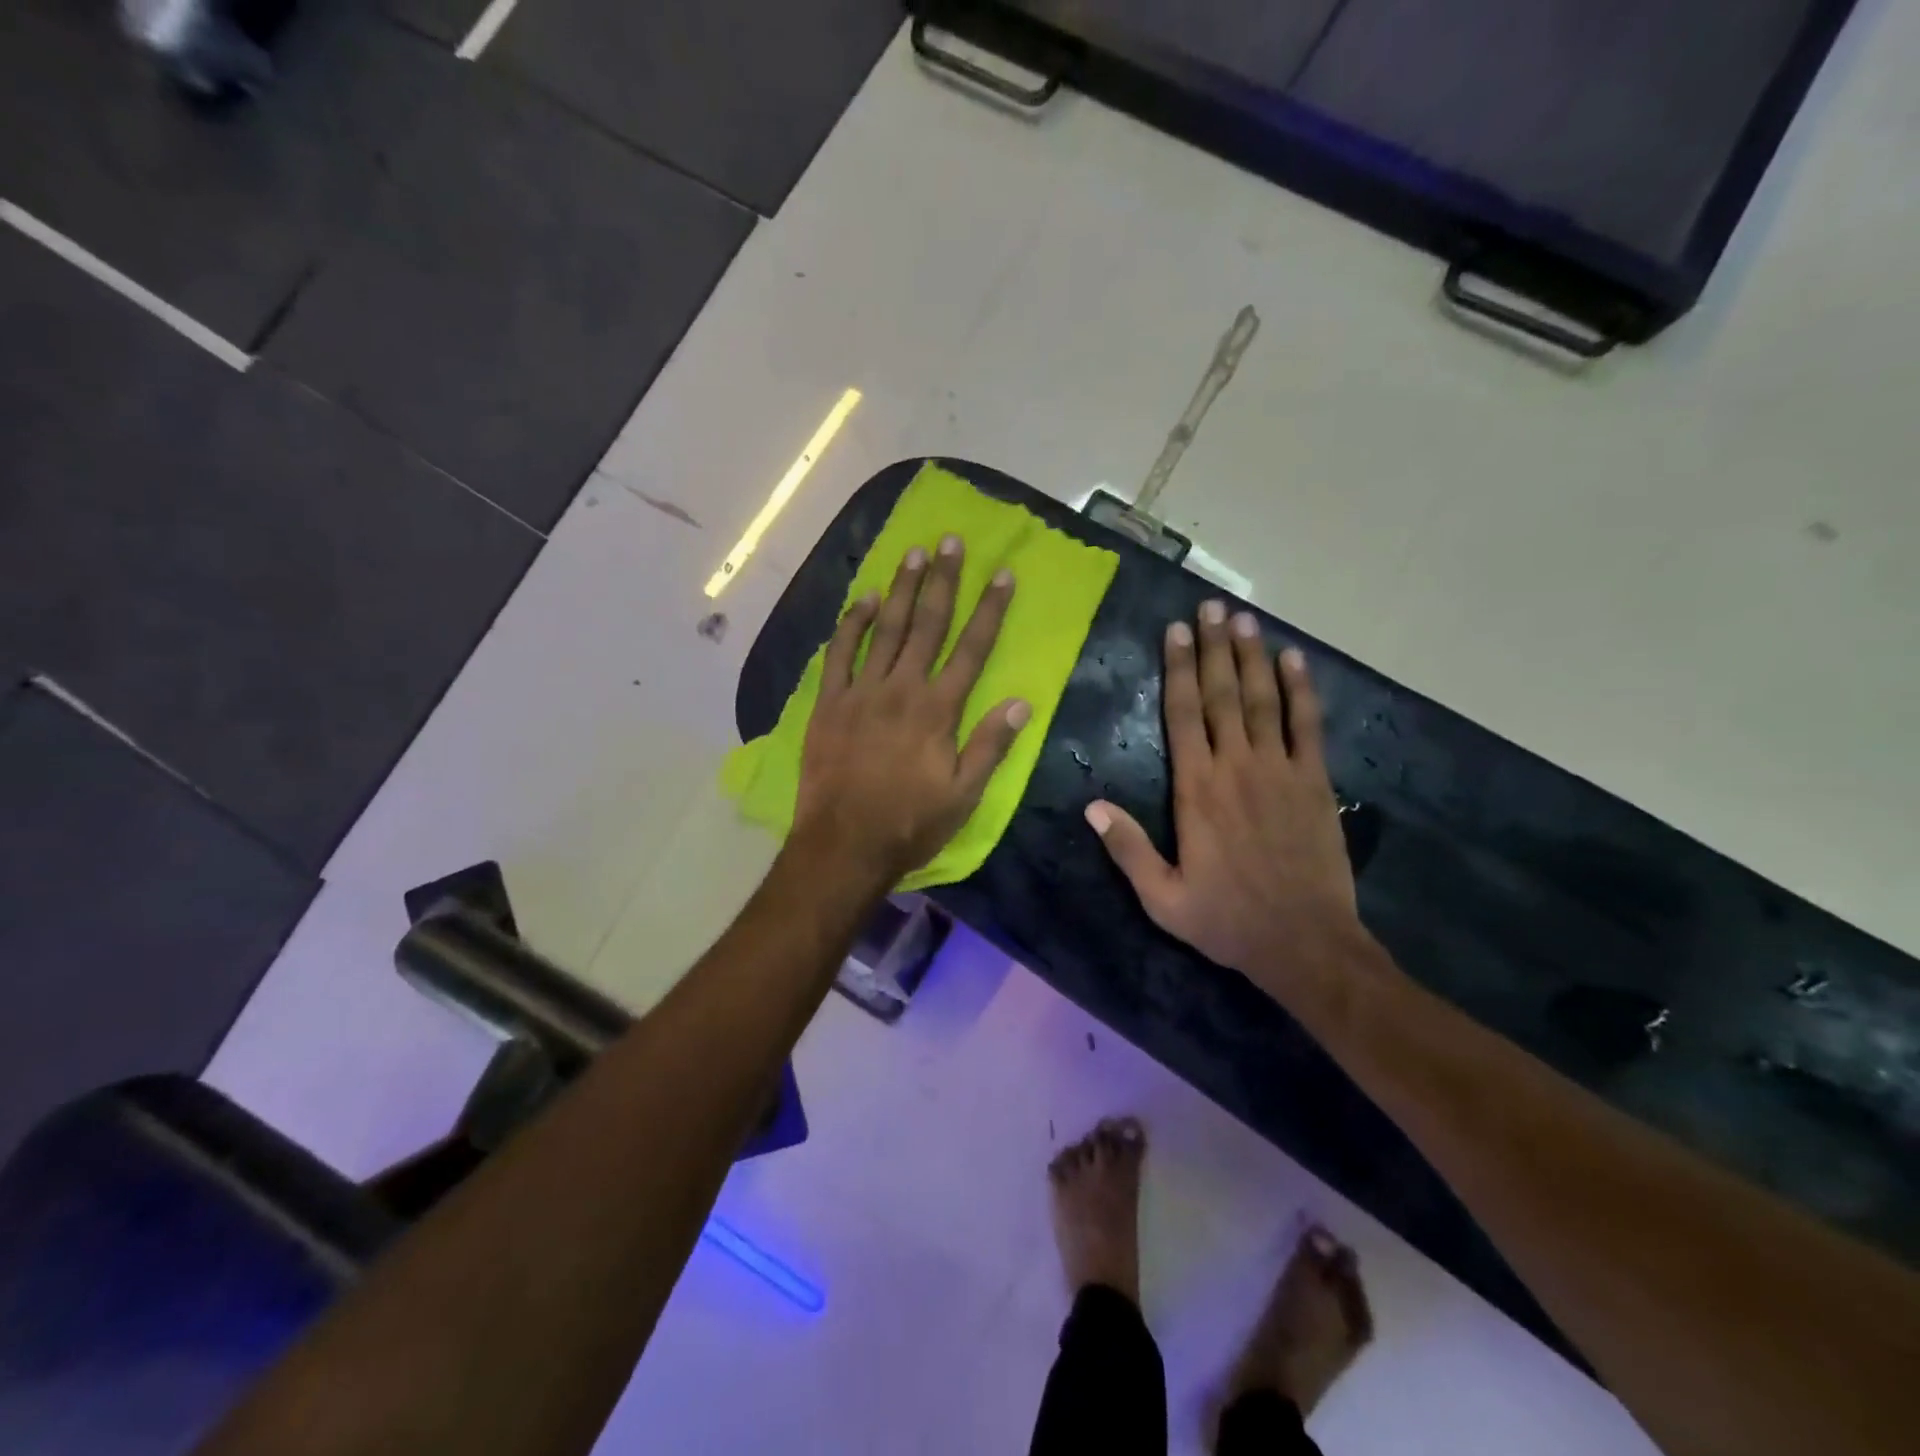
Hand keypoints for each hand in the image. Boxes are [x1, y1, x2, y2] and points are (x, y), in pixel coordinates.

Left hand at [794, 534, 1030, 885]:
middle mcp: (902, 689)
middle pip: (928, 625)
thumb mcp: (964, 795)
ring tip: (914, 554)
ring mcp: (861, 692)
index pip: (972, 648)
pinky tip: (864, 599)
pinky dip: (851, 624)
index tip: (1002, 574)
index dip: (989, 609)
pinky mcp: (829, 704)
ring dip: (902, 590)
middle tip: (951, 541)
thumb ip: (991, 745)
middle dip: (944, 581)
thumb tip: (1022, 701)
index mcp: (939, 710)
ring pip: (886, 630)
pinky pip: (839, 654)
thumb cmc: (910, 823)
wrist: (844, 845)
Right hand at [1085, 601, 1360, 993]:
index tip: (1175, 631)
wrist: (1305, 943)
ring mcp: (1280, 771)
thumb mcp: (1162, 898)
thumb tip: (1090, 806)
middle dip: (1213, 647)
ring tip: (1243, 619)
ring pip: (1262, 700)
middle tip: (1209, 606)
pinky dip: (1301, 690)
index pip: (1183, 716)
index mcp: (1196, 791)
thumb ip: (1127, 849)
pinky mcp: (1314, 782)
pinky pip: (1307, 725)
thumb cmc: (1227, 920)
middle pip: (1221, 695)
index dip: (1178, 669)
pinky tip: (1294, 660)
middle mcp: (1236, 768)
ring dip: (1252, 656)